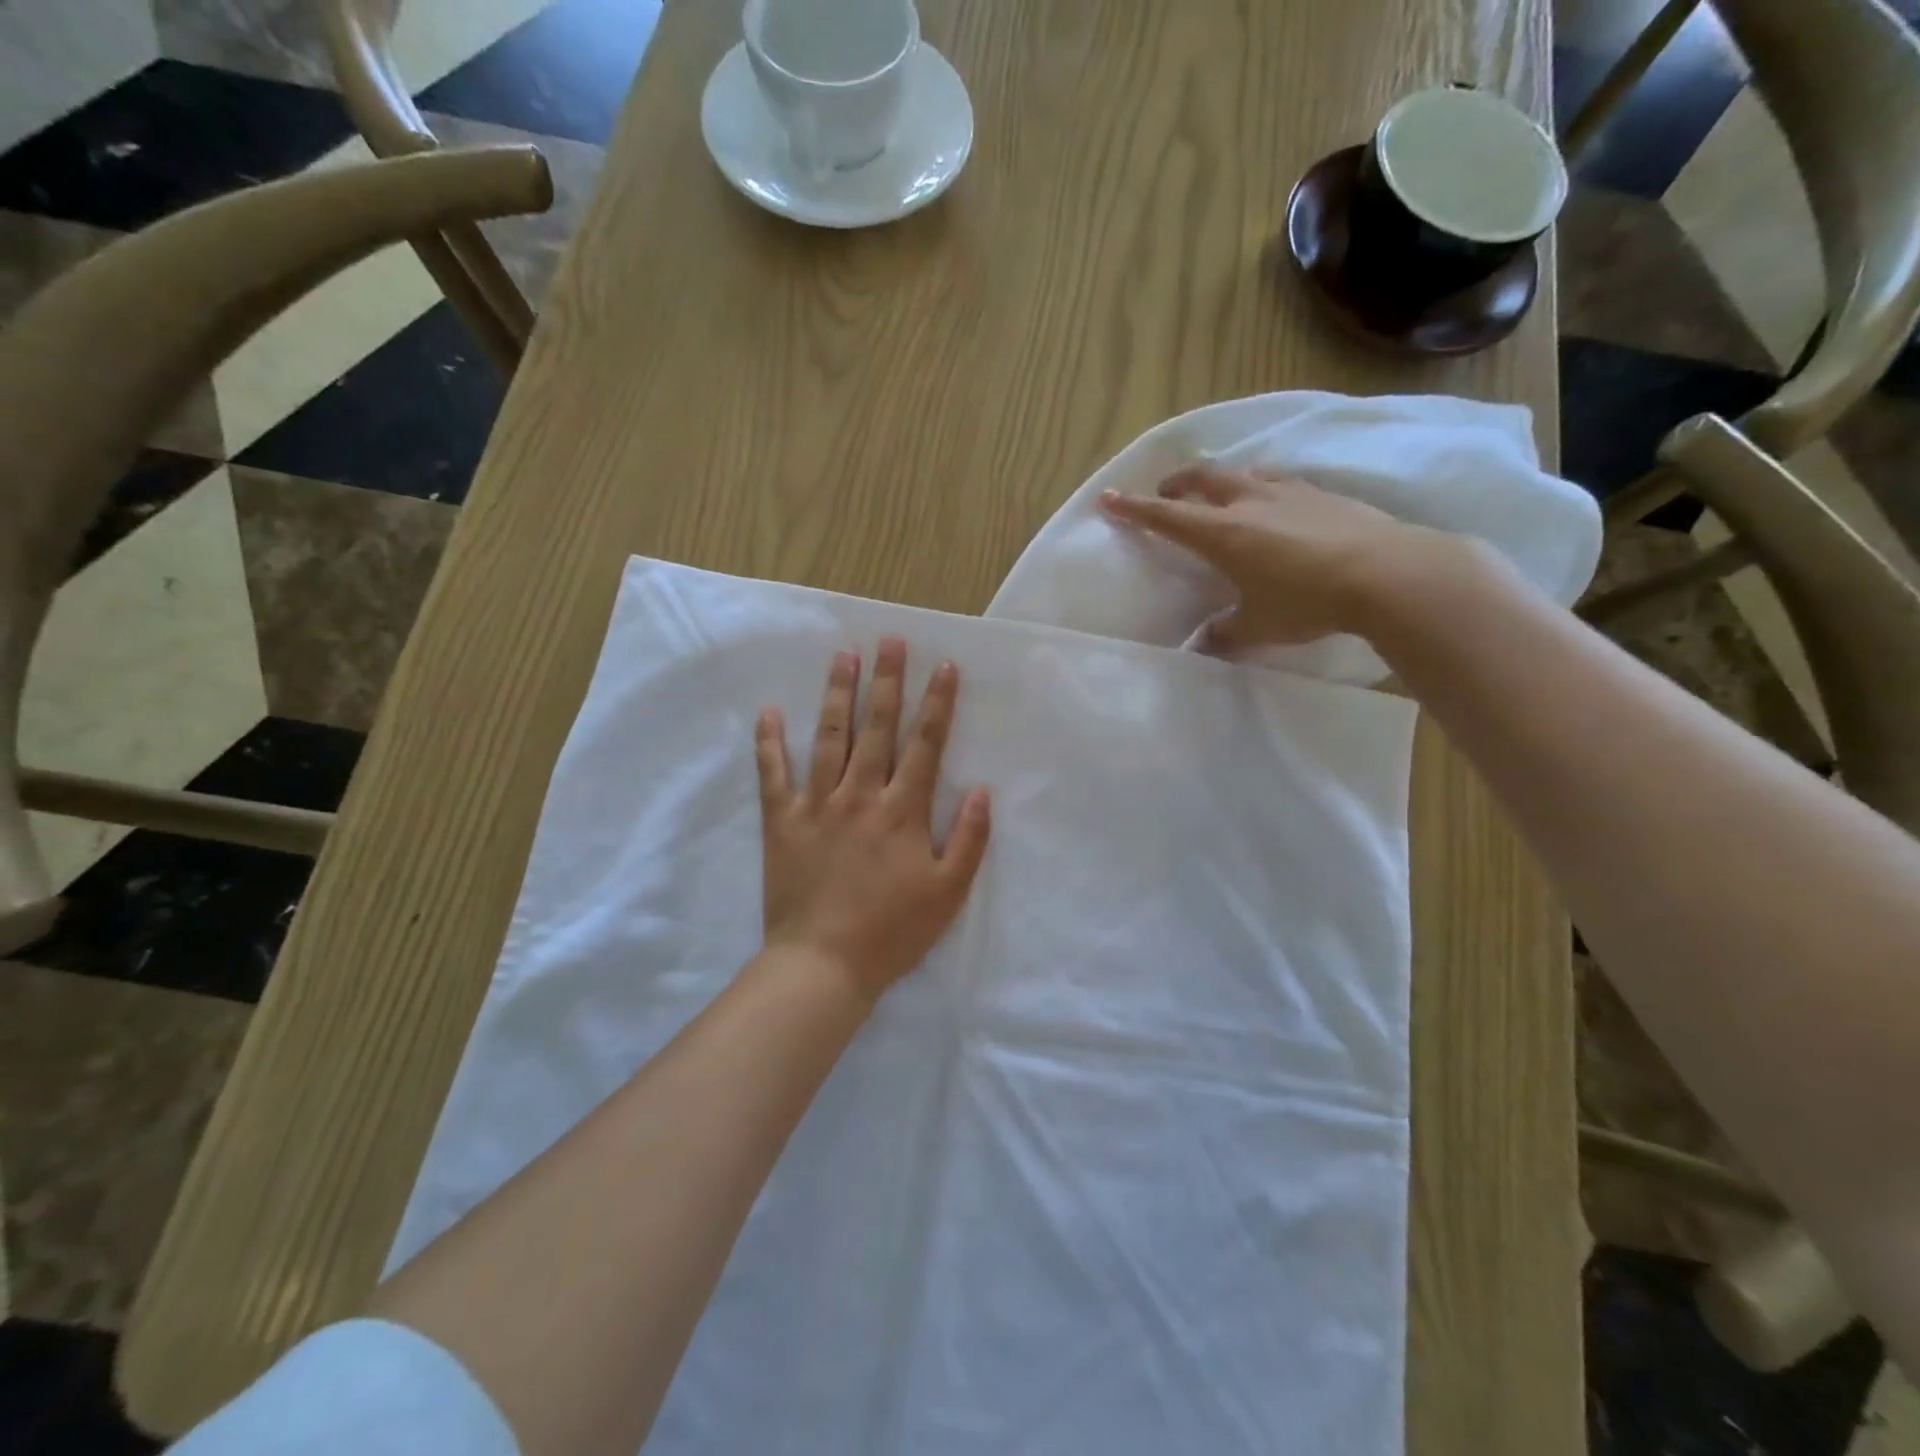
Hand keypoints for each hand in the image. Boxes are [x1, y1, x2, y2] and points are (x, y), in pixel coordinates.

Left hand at [755, 637, 991, 1003]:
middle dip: (887, 681)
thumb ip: (970, 839)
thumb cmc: (893, 931)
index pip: (926, 744)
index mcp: (903, 810)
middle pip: (878, 728)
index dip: (938, 703)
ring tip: (842, 657)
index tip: (944, 666)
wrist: (824, 964)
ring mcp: (818, 805)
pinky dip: (770, 742)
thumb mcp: (949, 893)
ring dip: (838, 695)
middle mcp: (861, 795)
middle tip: (889, 640)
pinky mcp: (782, 822)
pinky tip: (769, 712)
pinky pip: (774, 774)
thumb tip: (982, 790)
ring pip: (829, 738)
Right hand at [1098, 467, 1472, 652]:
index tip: (1108, 498)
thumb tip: (1203, 643)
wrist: (1389, 574)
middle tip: (1165, 492)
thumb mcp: (1258, 626)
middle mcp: (1249, 502)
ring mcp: (1289, 492)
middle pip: (1202, 478)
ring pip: (1241, 473)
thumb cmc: (1308, 601)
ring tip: (1216, 493)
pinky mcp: (1323, 494)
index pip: (1166, 516)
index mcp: (1223, 533)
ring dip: (1219, 480)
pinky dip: (1259, 487)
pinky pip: (1277, 481)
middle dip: (1176, 483)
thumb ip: (1225, 633)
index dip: (1134, 508)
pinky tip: (1272, 504)